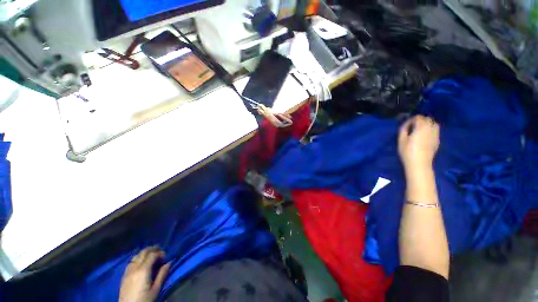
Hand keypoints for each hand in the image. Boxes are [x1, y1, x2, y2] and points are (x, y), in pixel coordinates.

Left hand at [119, 247, 170, 301]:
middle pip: (143, 252)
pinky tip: (141, 263)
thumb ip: (162, 274)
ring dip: (145, 253)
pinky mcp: (124, 275)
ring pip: (136, 255)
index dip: (160, 253)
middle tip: (160, 251)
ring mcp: (128, 271)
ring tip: (151, 256)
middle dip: (153, 249)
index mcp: (143, 270)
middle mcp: (135, 267)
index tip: (165, 257)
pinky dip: (138, 258)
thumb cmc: (144, 299)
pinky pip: (131, 262)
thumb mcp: (156, 289)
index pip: (152, 254)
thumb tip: (169, 262)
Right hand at [398, 115, 439, 171]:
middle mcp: (430, 129)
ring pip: (434, 124)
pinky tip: (425, 135)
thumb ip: (403, 130)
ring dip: (427, 124)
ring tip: (420, 129)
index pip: (418, 118)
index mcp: (421, 128)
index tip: (407, 124)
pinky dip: (431, 129)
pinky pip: (436, 131)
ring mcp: (436, 135)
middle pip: (428, 119)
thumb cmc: (407, 152)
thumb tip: (406, 124)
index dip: (412, 119)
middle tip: (413, 126)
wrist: (419, 163)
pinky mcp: (437, 140)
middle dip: (420, 120)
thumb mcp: (401, 140)